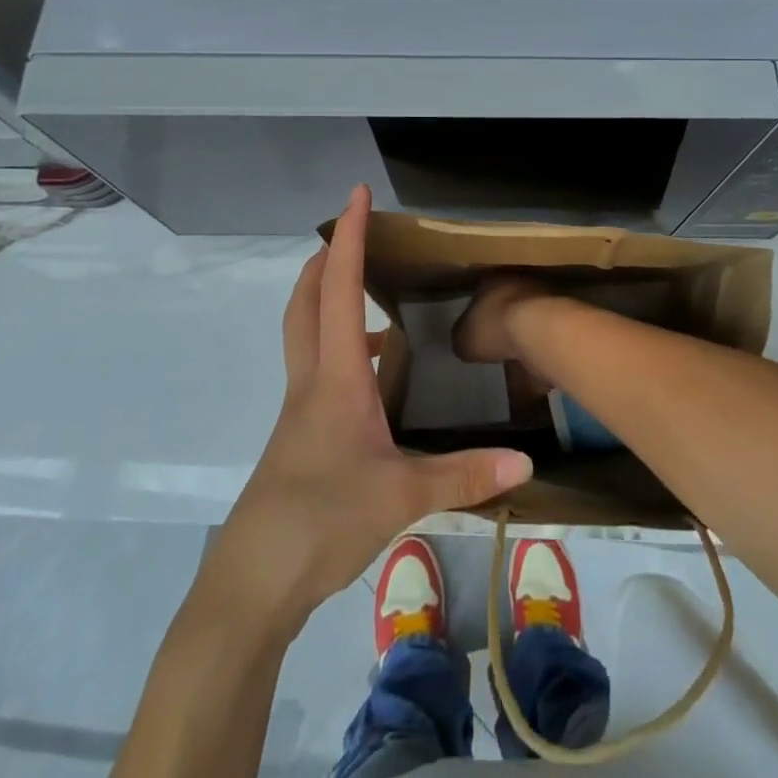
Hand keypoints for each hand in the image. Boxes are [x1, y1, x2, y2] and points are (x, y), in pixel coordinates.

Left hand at [209, 186, 533, 626]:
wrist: (253, 583)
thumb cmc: (321, 520)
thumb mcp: (402, 497)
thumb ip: (464, 475)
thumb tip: (525, 462)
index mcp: (335, 376)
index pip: (337, 287)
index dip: (348, 236)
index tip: (355, 194)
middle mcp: (312, 380)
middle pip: (306, 300)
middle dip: (325, 259)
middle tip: (354, 234)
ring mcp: (301, 408)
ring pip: (307, 332)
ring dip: (328, 300)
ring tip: (371, 295)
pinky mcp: (301, 435)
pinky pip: (319, 369)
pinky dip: (342, 348)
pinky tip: (376, 373)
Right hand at [453, 273, 561, 364]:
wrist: (542, 332)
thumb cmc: (495, 326)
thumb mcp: (463, 337)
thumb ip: (462, 339)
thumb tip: (465, 343)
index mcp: (493, 281)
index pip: (481, 293)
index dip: (476, 314)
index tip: (473, 332)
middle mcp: (520, 285)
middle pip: (506, 308)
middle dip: (501, 328)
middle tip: (493, 350)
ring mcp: (544, 304)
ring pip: (528, 326)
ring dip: (522, 345)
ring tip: (512, 369)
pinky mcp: (563, 326)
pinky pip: (543, 347)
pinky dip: (536, 363)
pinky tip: (529, 381)